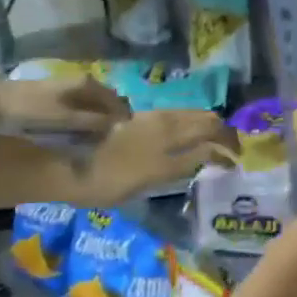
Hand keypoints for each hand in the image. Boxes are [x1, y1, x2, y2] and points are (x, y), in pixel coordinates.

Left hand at [0, 74, 130, 133]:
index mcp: (89, 85)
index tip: (121, 139)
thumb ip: (93, 122)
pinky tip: (79, 132)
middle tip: (108, 142)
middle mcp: (85, 82)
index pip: (118, 103)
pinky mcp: (61, 94)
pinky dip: (86, 119)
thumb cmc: (31, 109)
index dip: (122, 121)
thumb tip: (118, 126)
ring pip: (95, 106)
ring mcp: (72, 87)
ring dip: (98, 122)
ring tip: (94, 140)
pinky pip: (83, 107)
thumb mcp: (65, 119)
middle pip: (108, 104)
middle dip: (111, 121)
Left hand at [70, 110, 232, 206]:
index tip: (234, 163)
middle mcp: (166, 126)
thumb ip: (181, 165)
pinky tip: (190, 135)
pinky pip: (179, 114)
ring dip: (212, 126)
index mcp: (170, 145)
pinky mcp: (142, 116)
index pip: (212, 144)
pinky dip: (194, 122)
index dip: (228, 152)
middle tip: (232, 150)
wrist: (62, 164)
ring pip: (195, 114)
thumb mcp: (148, 181)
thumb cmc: (103, 182)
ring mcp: (154, 118)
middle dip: (226, 134)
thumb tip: (208, 155)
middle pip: (209, 122)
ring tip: (216, 141)